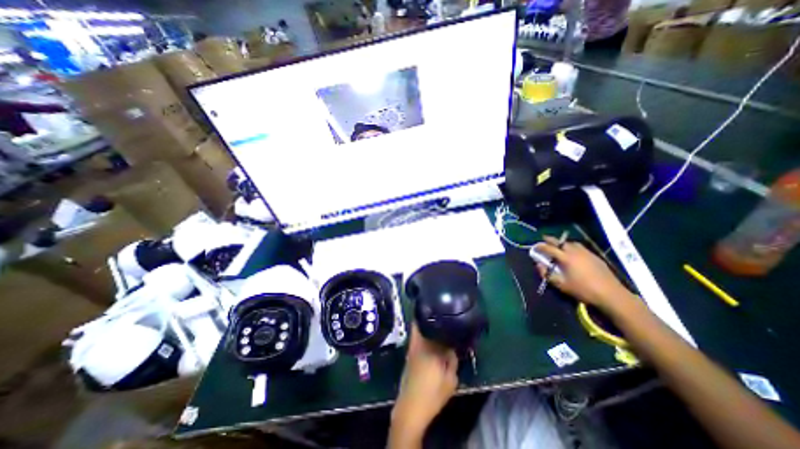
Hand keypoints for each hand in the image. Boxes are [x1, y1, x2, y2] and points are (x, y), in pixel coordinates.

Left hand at [392, 325, 458, 443]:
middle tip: (441, 319)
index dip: (436, 317)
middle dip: (430, 320)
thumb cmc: (432, 394)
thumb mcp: (450, 379)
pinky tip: (431, 343)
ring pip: (417, 331)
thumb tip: (452, 346)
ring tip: (438, 329)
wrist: (411, 408)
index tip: (444, 314)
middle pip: (421, 324)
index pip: (429, 324)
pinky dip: (422, 337)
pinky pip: (416, 339)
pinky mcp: (408, 356)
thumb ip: (452, 359)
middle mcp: (417, 343)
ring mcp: (411, 349)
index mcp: (428, 345)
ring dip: (426, 328)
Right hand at [533, 236, 642, 313]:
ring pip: (571, 243)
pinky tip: (573, 253)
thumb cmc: (583, 290)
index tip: (535, 246)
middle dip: (551, 240)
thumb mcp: (561, 285)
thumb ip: (547, 274)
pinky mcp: (595, 256)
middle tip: (544, 239)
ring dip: (563, 243)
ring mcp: (586, 253)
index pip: (549, 248)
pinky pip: (580, 247)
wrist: (611, 294)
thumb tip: (538, 265)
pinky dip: (572, 247)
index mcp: (565, 258)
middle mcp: (575, 252)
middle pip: (560, 242)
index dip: (540, 246)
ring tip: (559, 246)